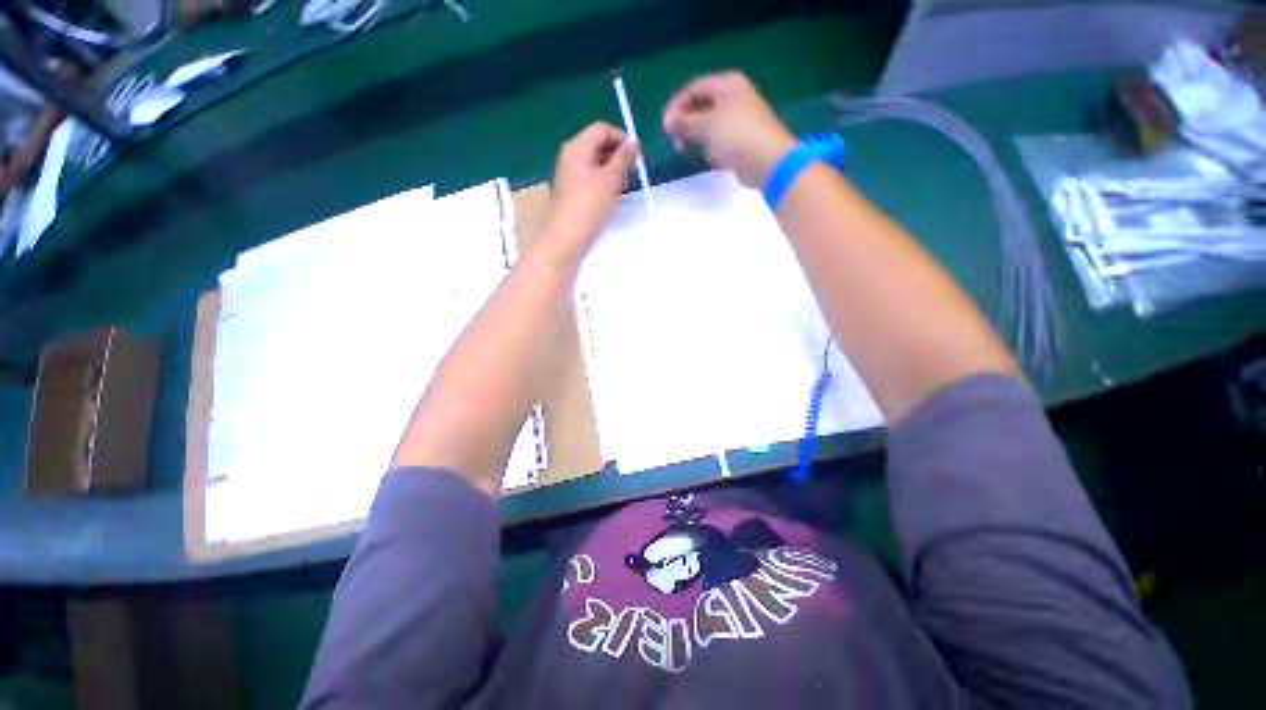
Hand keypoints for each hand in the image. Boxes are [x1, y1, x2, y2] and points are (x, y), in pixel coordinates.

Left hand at [543, 122, 637, 263]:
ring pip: (594, 163)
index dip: (622, 138)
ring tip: (624, 188)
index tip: (636, 158)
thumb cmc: (588, 207)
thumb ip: (623, 159)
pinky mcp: (569, 192)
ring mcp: (568, 175)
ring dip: (611, 171)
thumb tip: (633, 143)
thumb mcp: (611, 181)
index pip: (602, 129)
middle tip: (632, 174)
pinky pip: (589, 178)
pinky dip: (602, 183)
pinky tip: (610, 199)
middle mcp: (570, 156)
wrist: (564, 239)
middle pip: (597, 144)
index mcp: (577, 147)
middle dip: (617, 155)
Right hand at [663, 71, 795, 188]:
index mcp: (727, 85)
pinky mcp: (743, 139)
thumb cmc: (736, 137)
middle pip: (701, 107)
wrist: (768, 162)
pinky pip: (720, 141)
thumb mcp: (705, 126)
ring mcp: (740, 119)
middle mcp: (734, 97)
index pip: (694, 89)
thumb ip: (684, 122)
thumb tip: (667, 120)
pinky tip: (716, 160)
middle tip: (678, 143)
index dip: (677, 106)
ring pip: (710, 126)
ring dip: (700, 140)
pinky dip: (714, 150)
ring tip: (700, 153)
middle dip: (688, 125)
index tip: (666, 128)